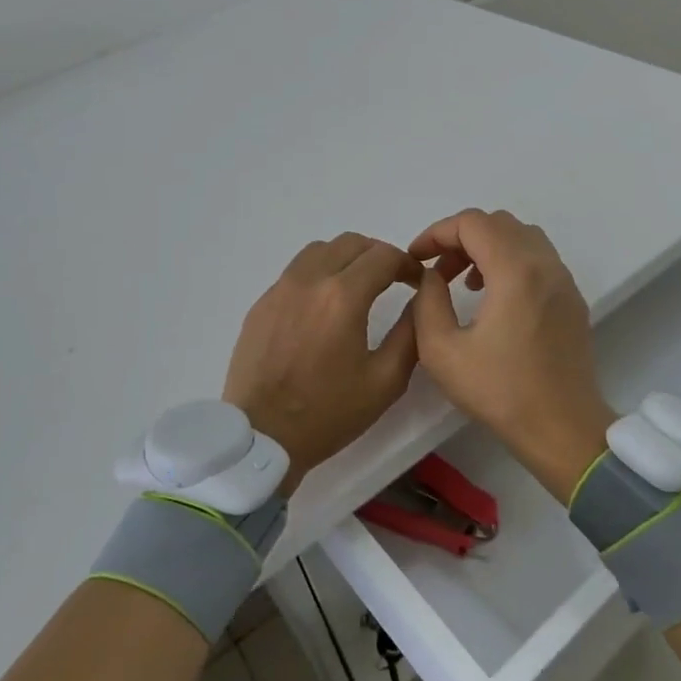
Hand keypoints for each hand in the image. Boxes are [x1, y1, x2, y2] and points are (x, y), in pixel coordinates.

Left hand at [223, 233, 423, 496]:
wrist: (262, 438)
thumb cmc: (329, 413)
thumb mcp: (386, 381)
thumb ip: (410, 332)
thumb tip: (420, 300)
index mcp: (343, 296)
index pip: (383, 255)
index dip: (407, 263)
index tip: (417, 282)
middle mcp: (309, 280)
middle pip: (351, 243)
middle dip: (378, 255)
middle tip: (392, 280)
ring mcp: (280, 289)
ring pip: (319, 250)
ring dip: (346, 258)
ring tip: (357, 286)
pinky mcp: (261, 303)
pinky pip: (295, 271)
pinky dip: (318, 273)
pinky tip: (323, 306)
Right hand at [409, 209, 614, 499]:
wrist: (563, 429)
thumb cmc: (500, 392)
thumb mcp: (442, 352)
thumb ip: (427, 302)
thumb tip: (431, 276)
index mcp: (515, 271)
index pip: (472, 223)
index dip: (437, 232)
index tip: (416, 257)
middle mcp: (545, 264)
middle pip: (498, 223)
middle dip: (460, 237)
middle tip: (437, 269)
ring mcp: (564, 280)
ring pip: (521, 236)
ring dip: (487, 247)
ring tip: (463, 281)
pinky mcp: (572, 298)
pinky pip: (538, 258)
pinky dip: (510, 260)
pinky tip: (493, 297)